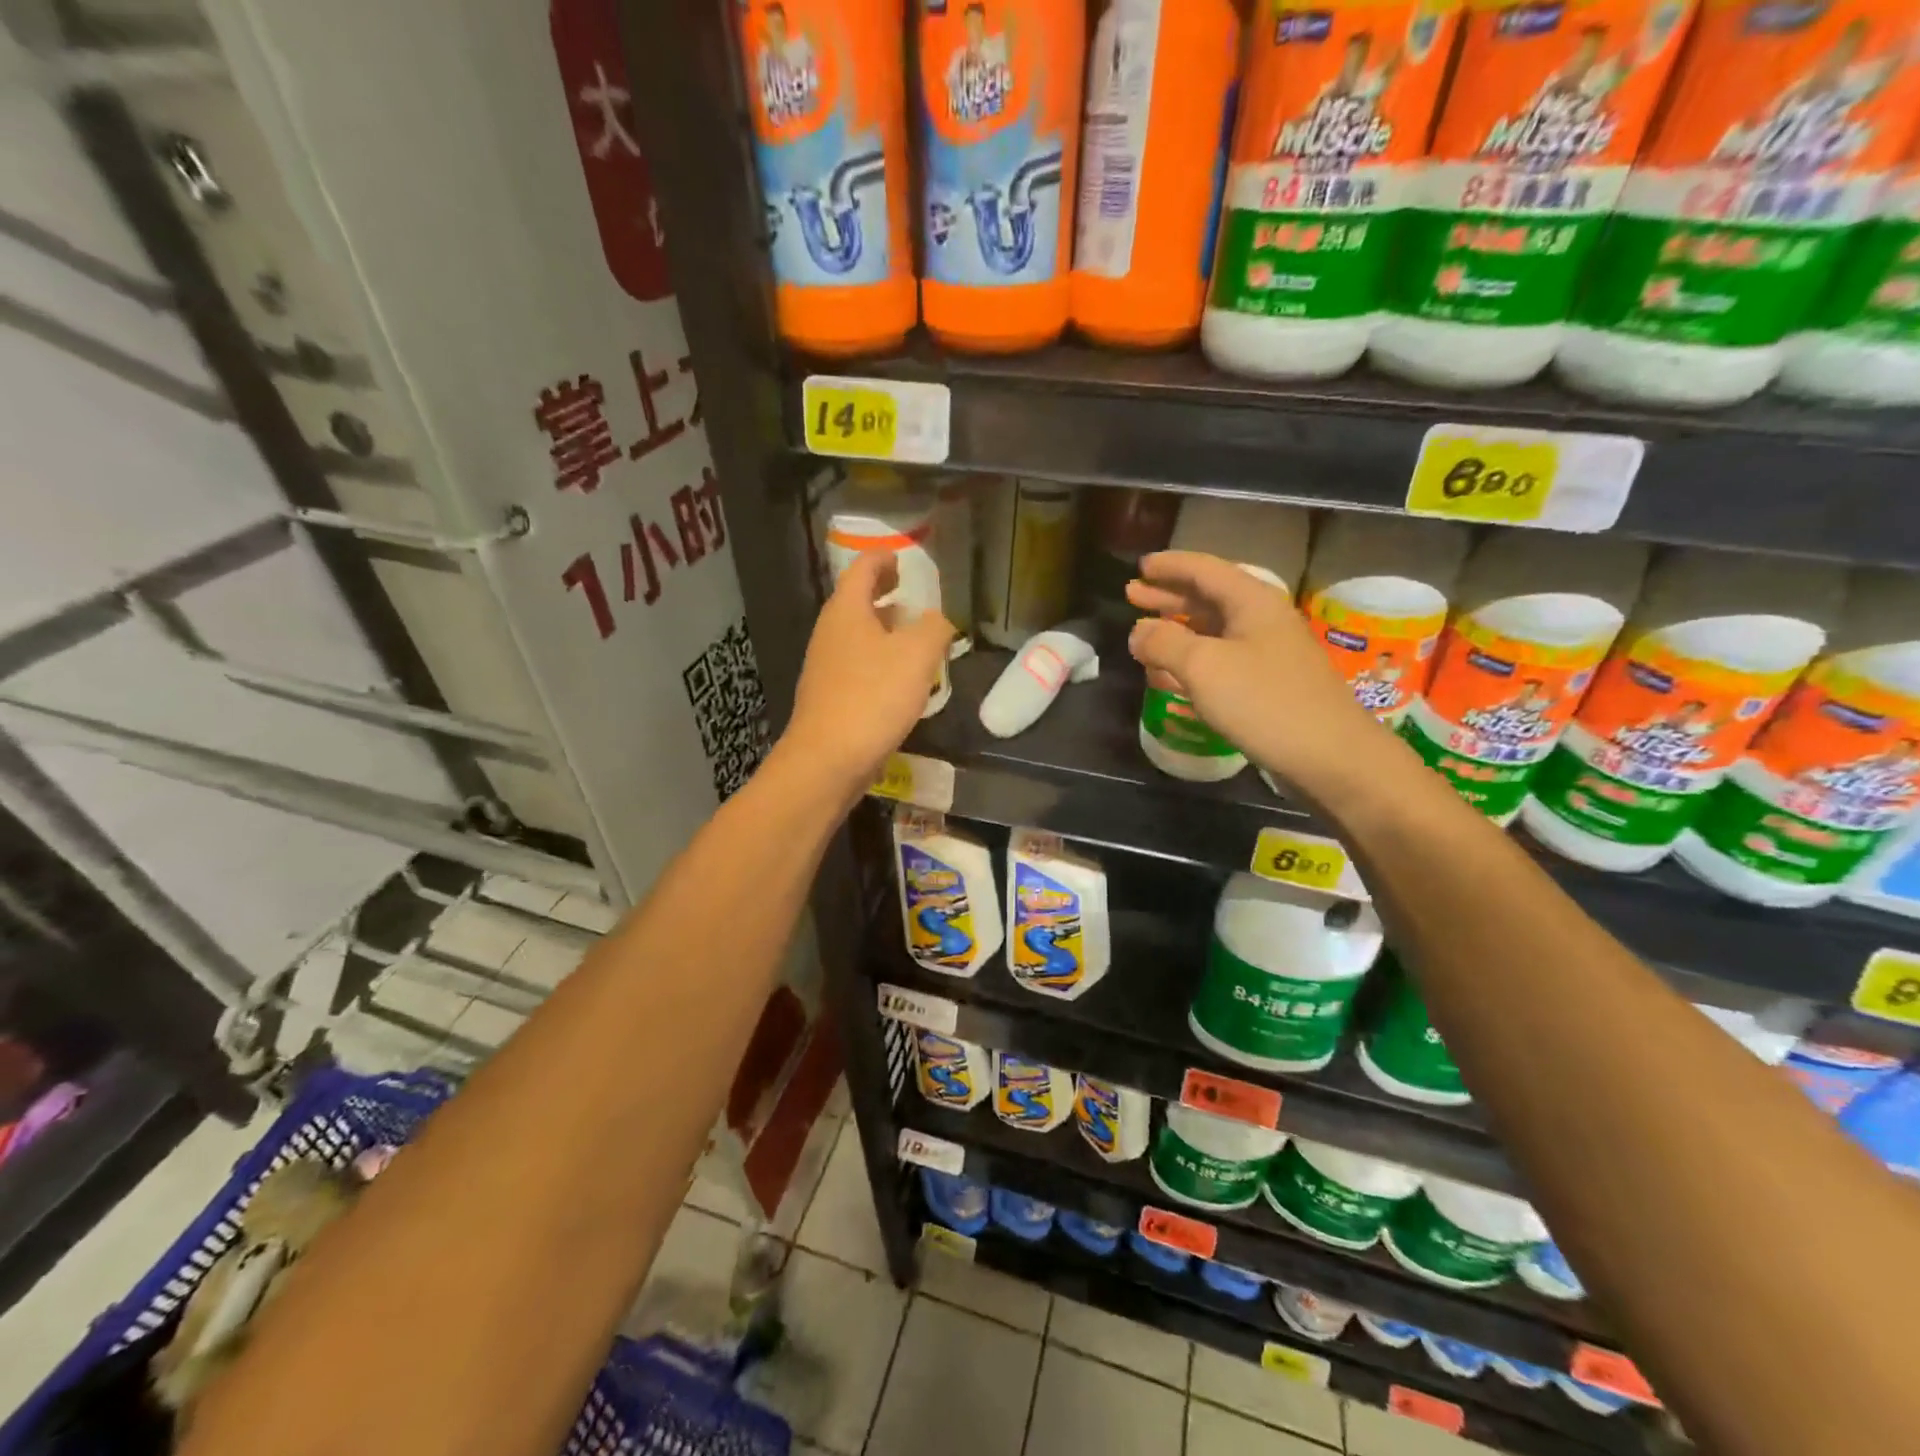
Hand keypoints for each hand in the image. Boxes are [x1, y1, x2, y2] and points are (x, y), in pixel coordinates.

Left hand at [782, 551, 954, 794]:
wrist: (827, 760)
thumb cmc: (873, 698)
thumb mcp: (918, 655)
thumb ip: (935, 628)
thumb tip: (938, 620)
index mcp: (847, 611)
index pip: (862, 569)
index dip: (883, 559)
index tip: (901, 558)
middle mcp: (830, 633)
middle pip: (856, 601)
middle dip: (882, 593)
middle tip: (908, 592)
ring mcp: (825, 667)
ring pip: (856, 635)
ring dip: (882, 629)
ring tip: (911, 635)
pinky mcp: (829, 697)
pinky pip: (857, 665)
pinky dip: (877, 659)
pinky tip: (898, 680)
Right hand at [1126, 550, 1387, 796]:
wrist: (1330, 756)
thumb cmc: (1265, 702)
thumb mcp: (1204, 667)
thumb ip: (1164, 643)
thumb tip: (1138, 632)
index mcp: (1252, 602)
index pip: (1204, 570)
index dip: (1170, 566)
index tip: (1141, 567)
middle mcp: (1262, 620)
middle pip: (1208, 597)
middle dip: (1168, 596)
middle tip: (1132, 595)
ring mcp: (1267, 653)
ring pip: (1213, 631)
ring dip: (1177, 630)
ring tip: (1144, 635)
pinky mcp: (1268, 684)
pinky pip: (1221, 660)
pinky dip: (1192, 660)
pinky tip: (1171, 674)